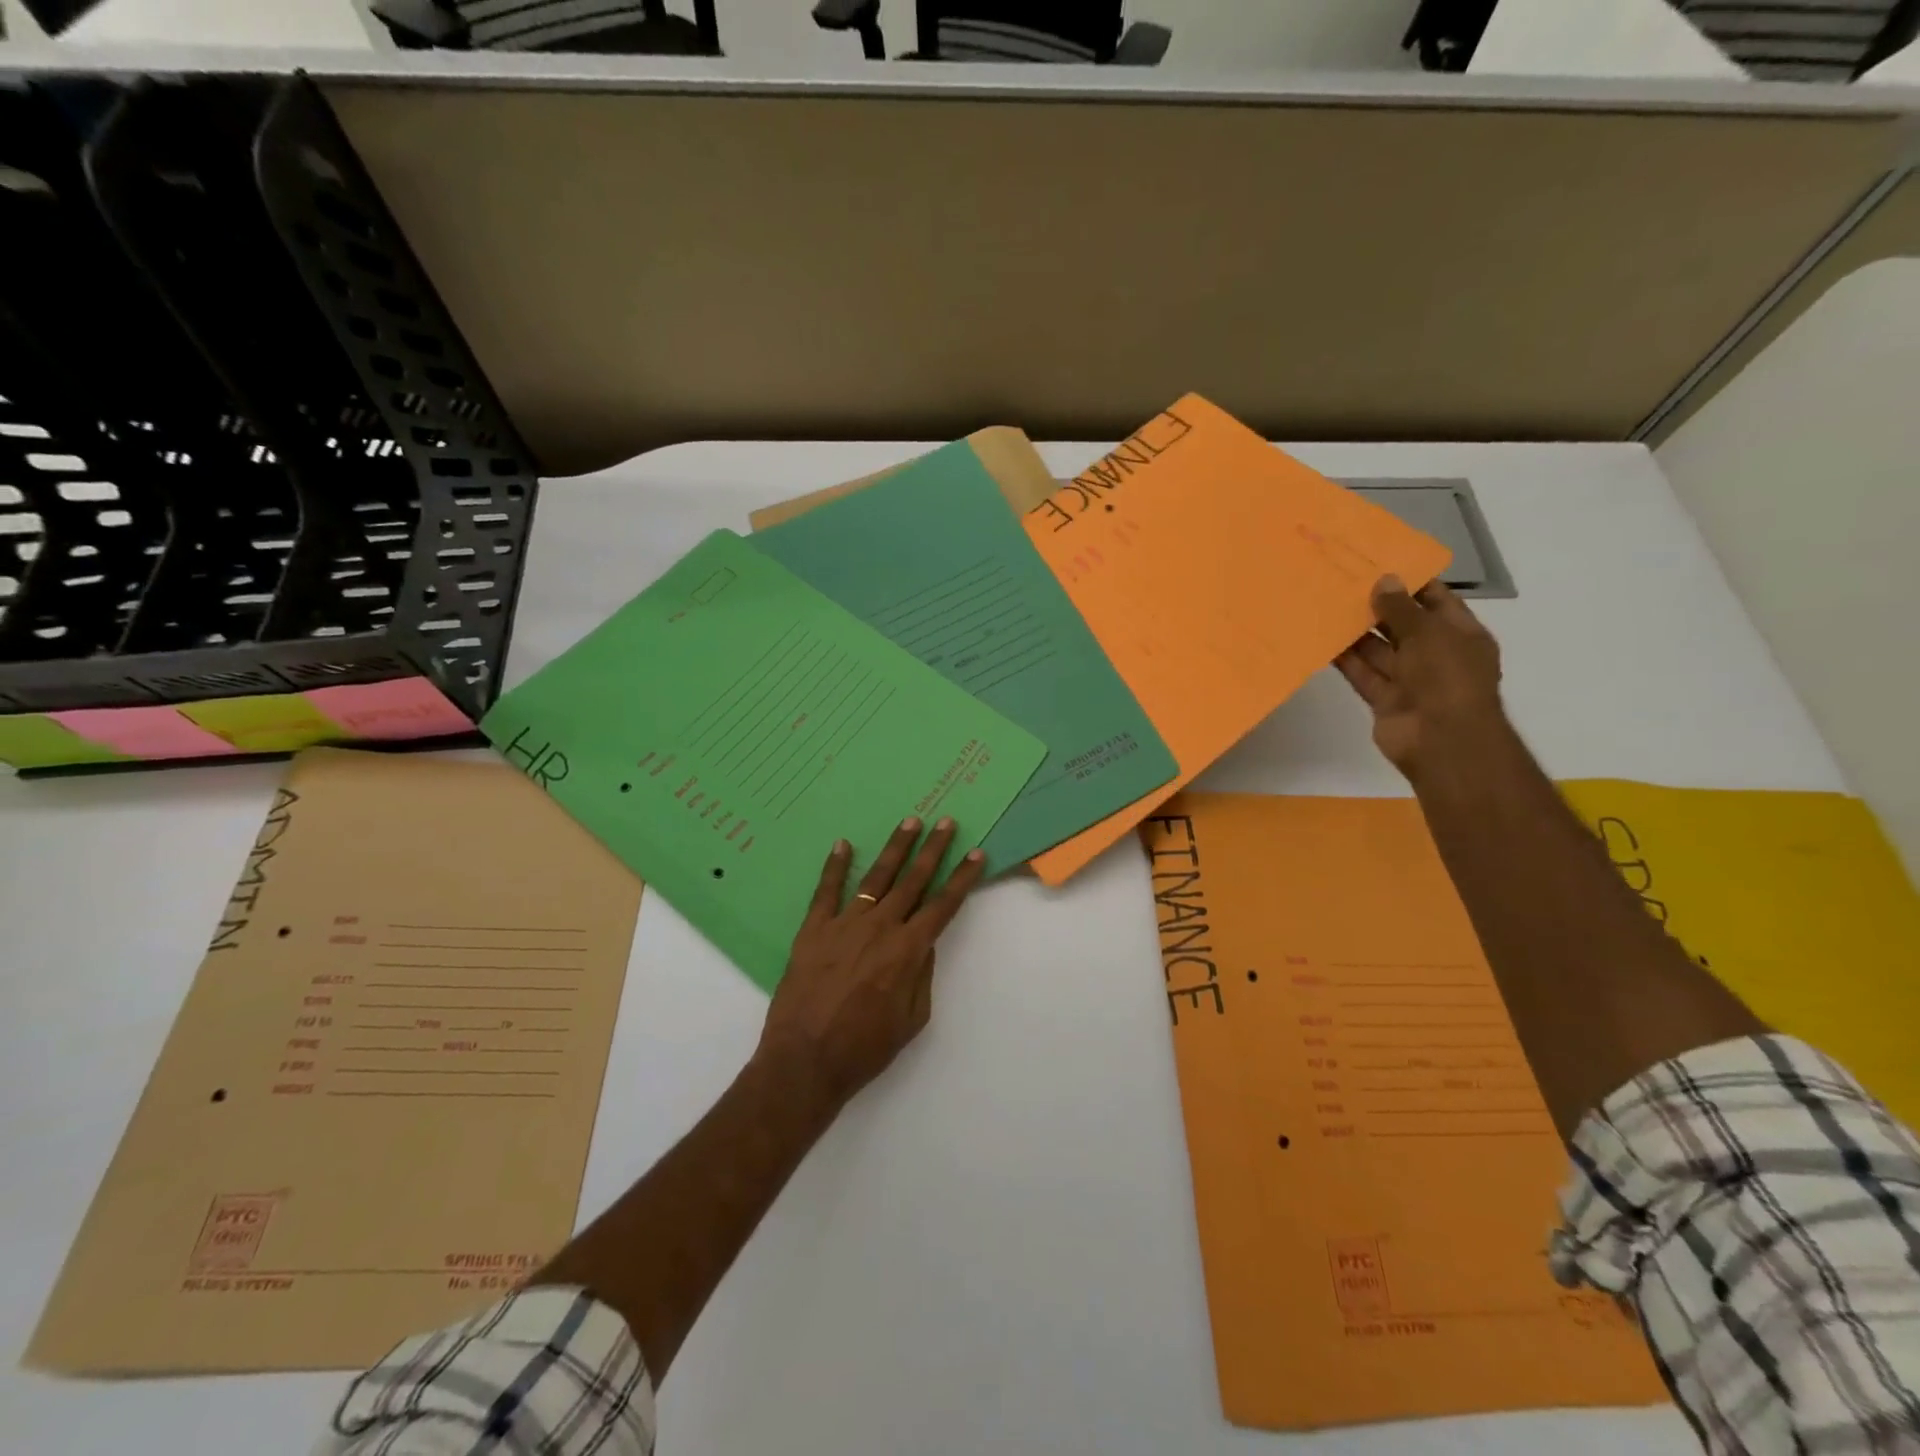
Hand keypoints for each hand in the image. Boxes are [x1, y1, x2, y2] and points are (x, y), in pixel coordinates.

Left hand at [758, 816, 986, 1107]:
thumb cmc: (865, 1048)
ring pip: (876, 878)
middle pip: (913, 880)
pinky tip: (842, 844)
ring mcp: (844, 925)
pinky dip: (834, 866)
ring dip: (895, 848)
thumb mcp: (912, 1019)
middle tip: (946, 822)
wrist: (805, 1061)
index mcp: (907, 950)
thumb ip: (922, 975)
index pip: (943, 905)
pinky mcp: (813, 930)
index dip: (962, 878)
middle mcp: (880, 927)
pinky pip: (826, 891)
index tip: (976, 854)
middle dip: (933, 849)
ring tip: (909, 822)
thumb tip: (924, 943)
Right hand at [1334, 576, 1503, 778]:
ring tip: (1326, 608)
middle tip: (1344, 584)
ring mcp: (1410, 679)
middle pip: (1403, 625)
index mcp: (1460, 635)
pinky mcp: (1384, 699)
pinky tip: (1323, 641)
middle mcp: (1436, 654)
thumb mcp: (1428, 633)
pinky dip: (1346, 660)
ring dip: (1356, 633)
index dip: (1411, 583)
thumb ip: (1402, 608)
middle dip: (1378, 607)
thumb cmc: (1447, 677)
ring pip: (1379, 650)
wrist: (1442, 740)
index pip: (1436, 601)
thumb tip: (1384, 580)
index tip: (1379, 565)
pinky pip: (1363, 674)